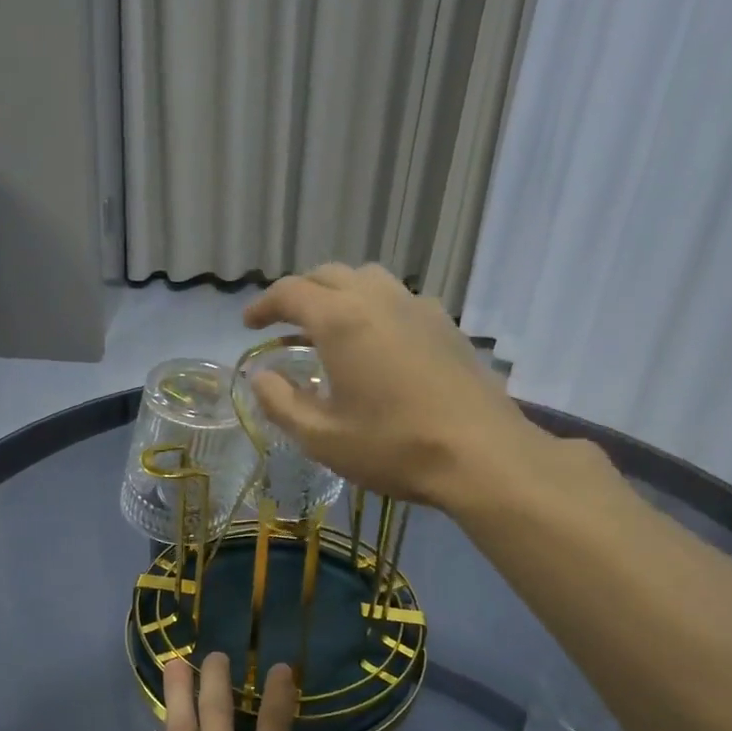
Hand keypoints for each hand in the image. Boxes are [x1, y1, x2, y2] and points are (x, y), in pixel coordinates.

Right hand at [242, 263, 543, 507]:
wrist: (482, 455)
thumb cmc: (393, 447)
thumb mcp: (322, 437)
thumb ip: (281, 402)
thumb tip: (260, 376)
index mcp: (342, 320)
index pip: (291, 292)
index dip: (264, 305)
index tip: (249, 325)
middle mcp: (379, 299)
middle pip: (329, 275)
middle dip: (300, 293)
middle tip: (283, 322)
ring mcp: (419, 307)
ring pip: (368, 279)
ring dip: (339, 293)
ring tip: (329, 326)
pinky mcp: (447, 325)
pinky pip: (399, 299)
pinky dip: (374, 307)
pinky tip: (377, 343)